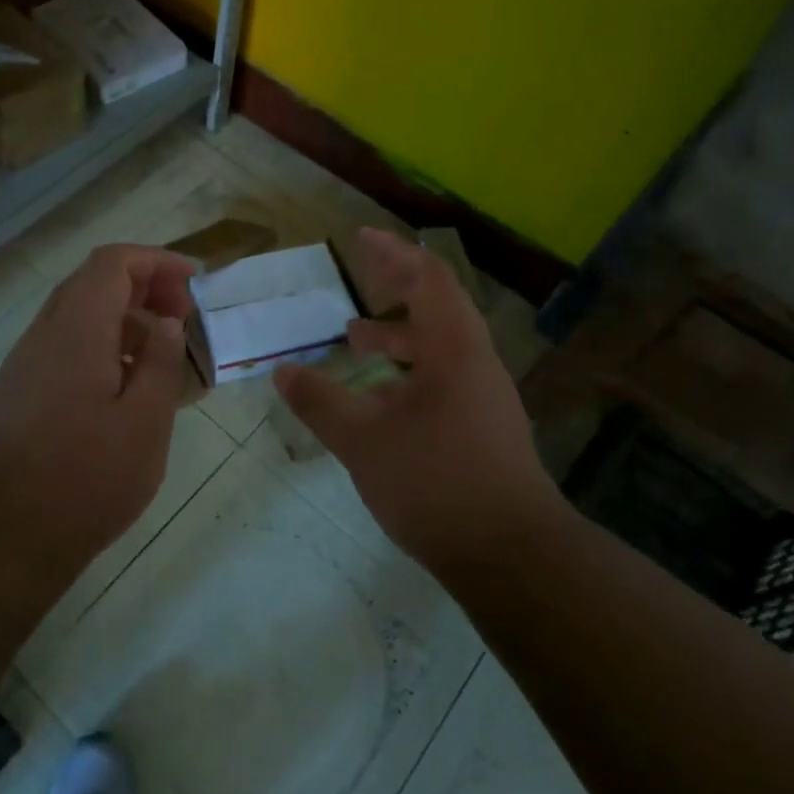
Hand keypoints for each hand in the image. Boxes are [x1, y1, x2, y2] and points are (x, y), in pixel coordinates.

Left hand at [0, 244, 193, 561]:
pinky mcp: (18, 389)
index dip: (156, 261)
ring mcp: (25, 361)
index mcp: (77, 330)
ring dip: (122, 317)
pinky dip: (100, 344)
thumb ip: (162, 361)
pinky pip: (63, 345)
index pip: (112, 263)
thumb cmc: (89, 478)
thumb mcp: (146, 421)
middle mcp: (44, 333)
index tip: (193, 284)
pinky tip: (125, 386)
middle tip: (182, 317)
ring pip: (77, 313)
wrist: (8, 534)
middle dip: (143, 286)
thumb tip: (166, 321)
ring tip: (162, 353)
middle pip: (92, 282)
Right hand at [274, 228, 562, 573]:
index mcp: (454, 350)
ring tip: (355, 337)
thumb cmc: (436, 483)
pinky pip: (442, 379)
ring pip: (439, 348)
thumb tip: (281, 371)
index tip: (360, 238)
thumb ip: (320, 402)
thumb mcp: (364, 441)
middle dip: (396, 288)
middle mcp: (475, 364)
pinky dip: (407, 373)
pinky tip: (378, 399)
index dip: (393, 254)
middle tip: (360, 276)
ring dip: (398, 336)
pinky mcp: (483, 428)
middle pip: (438, 307)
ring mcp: (484, 398)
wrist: (511, 555)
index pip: (427, 280)